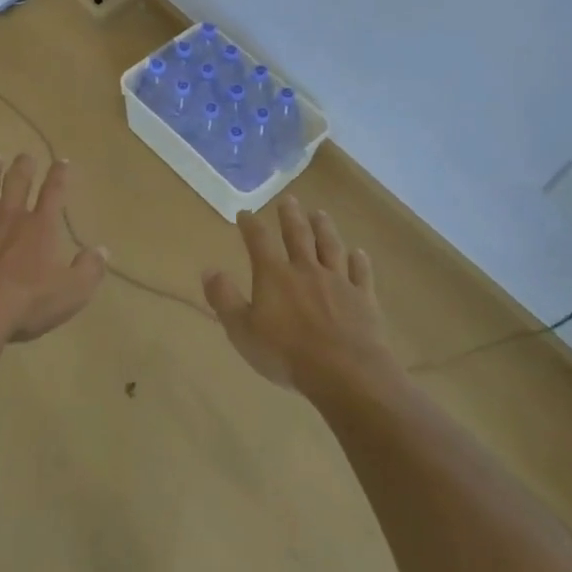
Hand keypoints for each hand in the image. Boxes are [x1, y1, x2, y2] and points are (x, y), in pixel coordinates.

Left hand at [0, 155, 106, 342]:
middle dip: (23, 166)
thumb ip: (89, 269)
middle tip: (25, 156)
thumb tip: (102, 249)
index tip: (62, 161)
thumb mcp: (71, 293)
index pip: (54, 193)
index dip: (59, 175)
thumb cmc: (25, 304)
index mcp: (39, 227)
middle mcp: (8, 217)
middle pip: (17, 182)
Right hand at [203, 197, 399, 395]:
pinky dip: (359, 261)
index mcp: (275, 275)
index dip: (250, 225)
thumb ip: (224, 299)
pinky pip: (361, 273)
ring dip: (324, 228)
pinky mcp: (363, 298)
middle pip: (298, 235)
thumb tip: (208, 270)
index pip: (259, 241)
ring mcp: (338, 282)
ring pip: (330, 247)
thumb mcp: (242, 331)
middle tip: (288, 199)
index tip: (245, 213)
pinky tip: (358, 253)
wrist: (345, 372)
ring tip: (319, 213)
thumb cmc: (286, 354)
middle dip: (291, 216)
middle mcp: (306, 270)